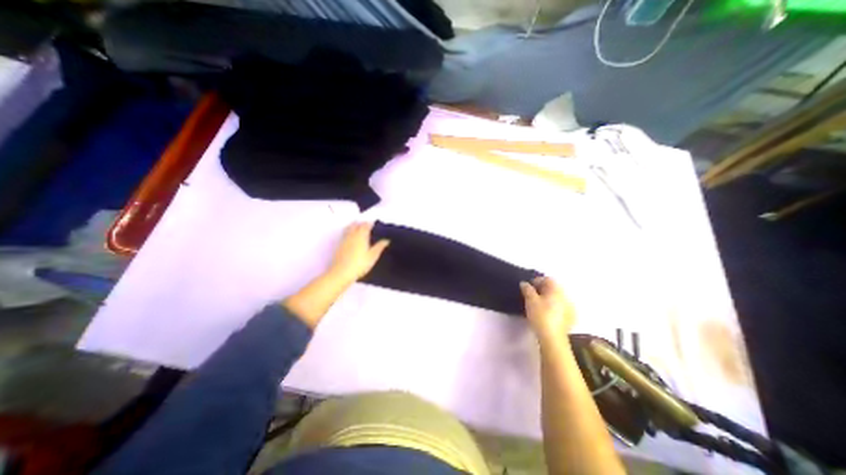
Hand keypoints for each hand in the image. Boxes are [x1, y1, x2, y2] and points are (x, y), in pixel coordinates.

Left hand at [327, 222, 388, 283]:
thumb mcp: (372, 256)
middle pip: (356, 225)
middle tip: (366, 224)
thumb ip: (379, 247)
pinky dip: (348, 231)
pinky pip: (344, 234)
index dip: (369, 223)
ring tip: (357, 225)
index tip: (373, 222)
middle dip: (361, 223)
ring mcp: (344, 240)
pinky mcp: (339, 245)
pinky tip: (350, 235)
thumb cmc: (359, 264)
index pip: (365, 226)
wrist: (341, 272)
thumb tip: (387, 240)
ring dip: (353, 225)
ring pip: (349, 228)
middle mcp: (352, 235)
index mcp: (361, 236)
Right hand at [524, 277, 573, 346]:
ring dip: (548, 298)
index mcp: (556, 290)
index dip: (537, 280)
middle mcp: (565, 296)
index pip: (547, 279)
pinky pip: (561, 307)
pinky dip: (554, 307)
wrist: (552, 338)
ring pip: (557, 298)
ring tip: (538, 305)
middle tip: (532, 295)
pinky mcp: (571, 318)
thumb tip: (524, 283)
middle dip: (543, 289)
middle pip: (553, 288)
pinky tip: (547, 313)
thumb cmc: (540, 315)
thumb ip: (527, 289)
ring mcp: (570, 307)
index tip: (528, 287)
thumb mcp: (530, 300)